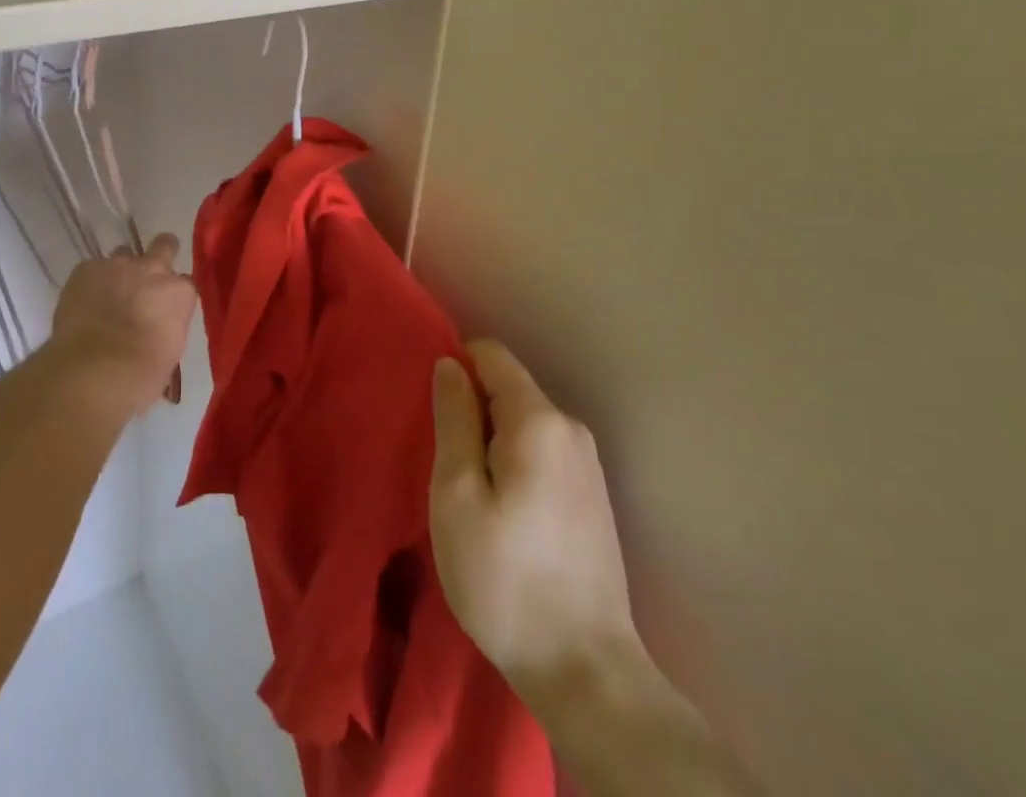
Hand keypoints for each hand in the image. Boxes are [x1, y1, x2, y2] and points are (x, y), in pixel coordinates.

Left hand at [49, 234, 195, 414]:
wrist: (94, 371)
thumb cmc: (140, 375)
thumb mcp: (170, 352)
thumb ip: (168, 326)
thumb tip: (159, 326)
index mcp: (180, 293)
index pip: (185, 283)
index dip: (174, 294)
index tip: (167, 307)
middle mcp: (154, 269)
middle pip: (165, 245)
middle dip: (160, 254)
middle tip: (147, 277)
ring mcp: (118, 264)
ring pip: (124, 253)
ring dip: (121, 270)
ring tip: (109, 293)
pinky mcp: (86, 268)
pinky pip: (92, 267)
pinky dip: (91, 281)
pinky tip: (84, 302)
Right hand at [430, 340, 646, 705]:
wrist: (584, 670)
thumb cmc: (504, 577)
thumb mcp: (456, 492)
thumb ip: (453, 418)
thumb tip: (450, 364)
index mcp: (538, 420)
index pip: (491, 355)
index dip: (456, 368)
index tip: (433, 412)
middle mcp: (570, 428)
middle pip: (508, 388)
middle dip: (472, 410)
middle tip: (445, 464)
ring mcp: (588, 464)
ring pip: (524, 422)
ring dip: (491, 441)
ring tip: (470, 493)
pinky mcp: (592, 496)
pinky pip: (542, 451)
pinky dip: (514, 463)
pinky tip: (503, 513)